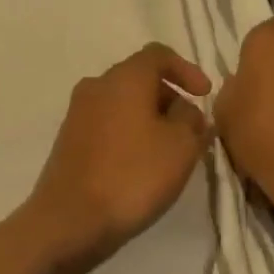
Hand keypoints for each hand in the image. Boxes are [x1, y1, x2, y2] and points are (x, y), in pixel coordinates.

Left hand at [25, 44, 212, 269]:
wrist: (69, 220)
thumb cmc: (132, 175)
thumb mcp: (180, 147)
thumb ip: (192, 121)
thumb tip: (187, 111)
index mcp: (124, 77)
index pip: (158, 54)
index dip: (186, 70)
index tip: (205, 95)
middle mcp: (97, 84)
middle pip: (140, 78)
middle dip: (170, 98)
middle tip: (192, 129)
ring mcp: (78, 111)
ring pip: (123, 102)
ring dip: (150, 117)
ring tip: (170, 150)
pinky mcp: (69, 139)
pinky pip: (107, 123)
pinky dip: (129, 132)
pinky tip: (141, 163)